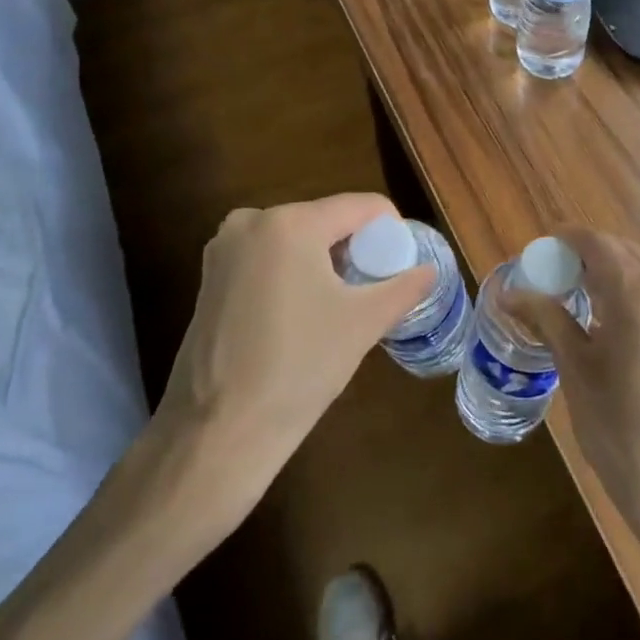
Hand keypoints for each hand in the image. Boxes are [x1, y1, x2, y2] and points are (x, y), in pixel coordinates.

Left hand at [143, 194, 432, 544]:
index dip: (391, 230)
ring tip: (342, 305)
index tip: (404, 265)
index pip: (361, 206)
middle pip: (326, 220)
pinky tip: (302, 315)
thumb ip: (404, 287)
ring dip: (325, 262)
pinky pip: (268, 260)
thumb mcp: (364, 323)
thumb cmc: (298, 367)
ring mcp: (224, 249)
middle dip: (356, 248)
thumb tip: (430, 270)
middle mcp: (251, 221)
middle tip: (376, 289)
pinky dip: (293, 275)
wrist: (218, 433)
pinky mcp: (209, 278)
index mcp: (291, 222)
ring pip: (296, 240)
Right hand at [504, 227, 639, 578]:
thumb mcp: (578, 375)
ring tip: (579, 302)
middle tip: (551, 279)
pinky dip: (636, 295)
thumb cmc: (626, 437)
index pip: (597, 243)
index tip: (538, 251)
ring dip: (612, 275)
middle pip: (624, 252)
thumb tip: (512, 293)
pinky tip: (616, 326)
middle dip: (586, 256)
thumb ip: (549, 322)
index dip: (565, 240)